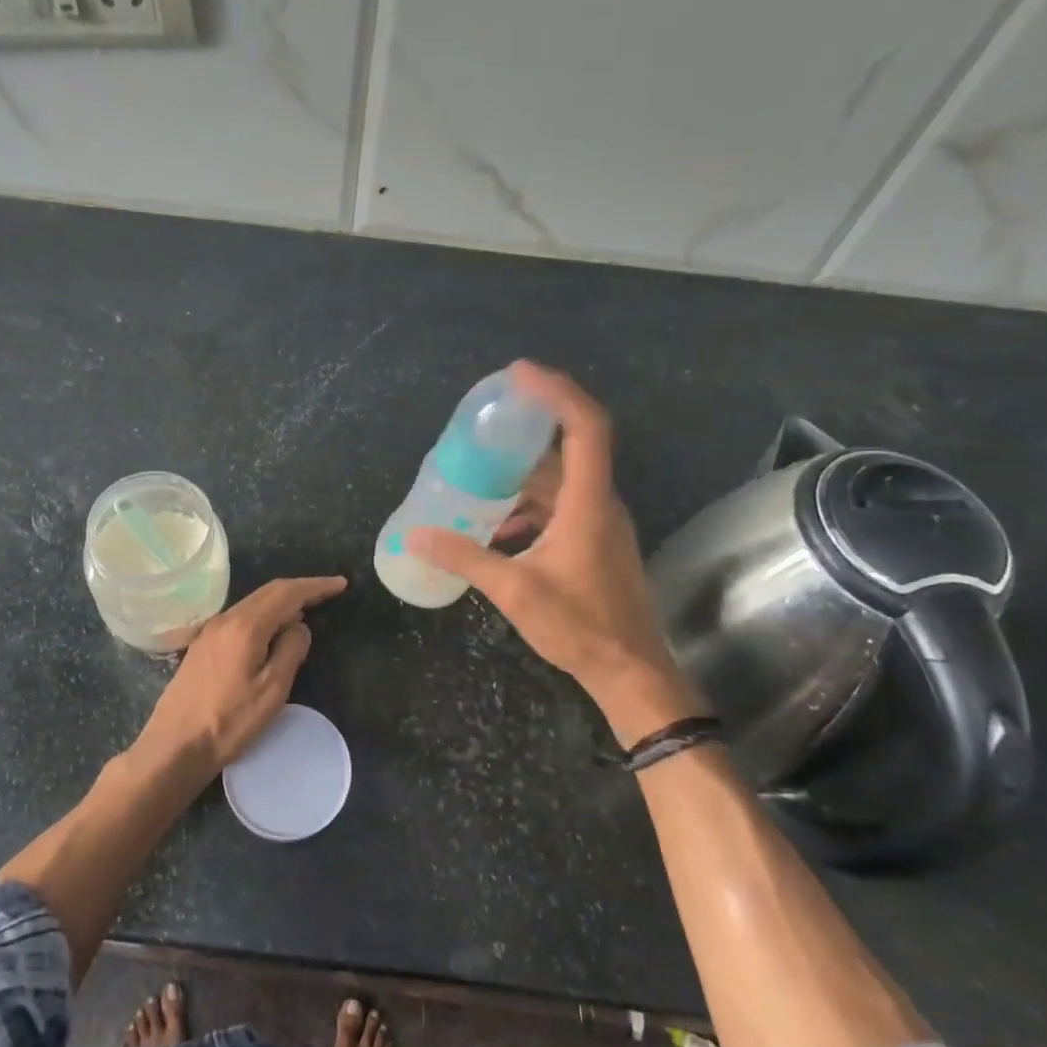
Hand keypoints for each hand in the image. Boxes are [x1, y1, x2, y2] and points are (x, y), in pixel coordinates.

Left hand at [137, 576, 347, 770]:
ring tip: (307, 610)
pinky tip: (273, 630)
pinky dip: (264, 614)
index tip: (340, 584)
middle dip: (300, 589)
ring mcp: (210, 631)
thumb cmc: (229, 722)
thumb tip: (300, 627)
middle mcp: (226, 619)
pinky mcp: (203, 645)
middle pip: (268, 592)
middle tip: (328, 593)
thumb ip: (291, 651)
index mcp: (246, 626)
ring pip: (253, 603)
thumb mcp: (272, 690)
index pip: (287, 593)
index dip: (315, 586)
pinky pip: (241, 617)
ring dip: (281, 601)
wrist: (174, 745)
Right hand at [405, 362, 704, 743]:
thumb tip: (416, 536)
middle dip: (529, 428)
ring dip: (524, 473)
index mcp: (589, 502)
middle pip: (570, 447)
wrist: (630, 672)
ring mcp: (601, 523)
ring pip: (563, 480)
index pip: (585, 427)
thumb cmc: (580, 626)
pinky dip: (529, 505)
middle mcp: (600, 503)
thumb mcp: (515, 590)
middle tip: (485, 420)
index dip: (556, 392)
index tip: (519, 374)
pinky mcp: (595, 542)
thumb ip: (465, 558)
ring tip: (479, 472)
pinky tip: (496, 527)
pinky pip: (561, 506)